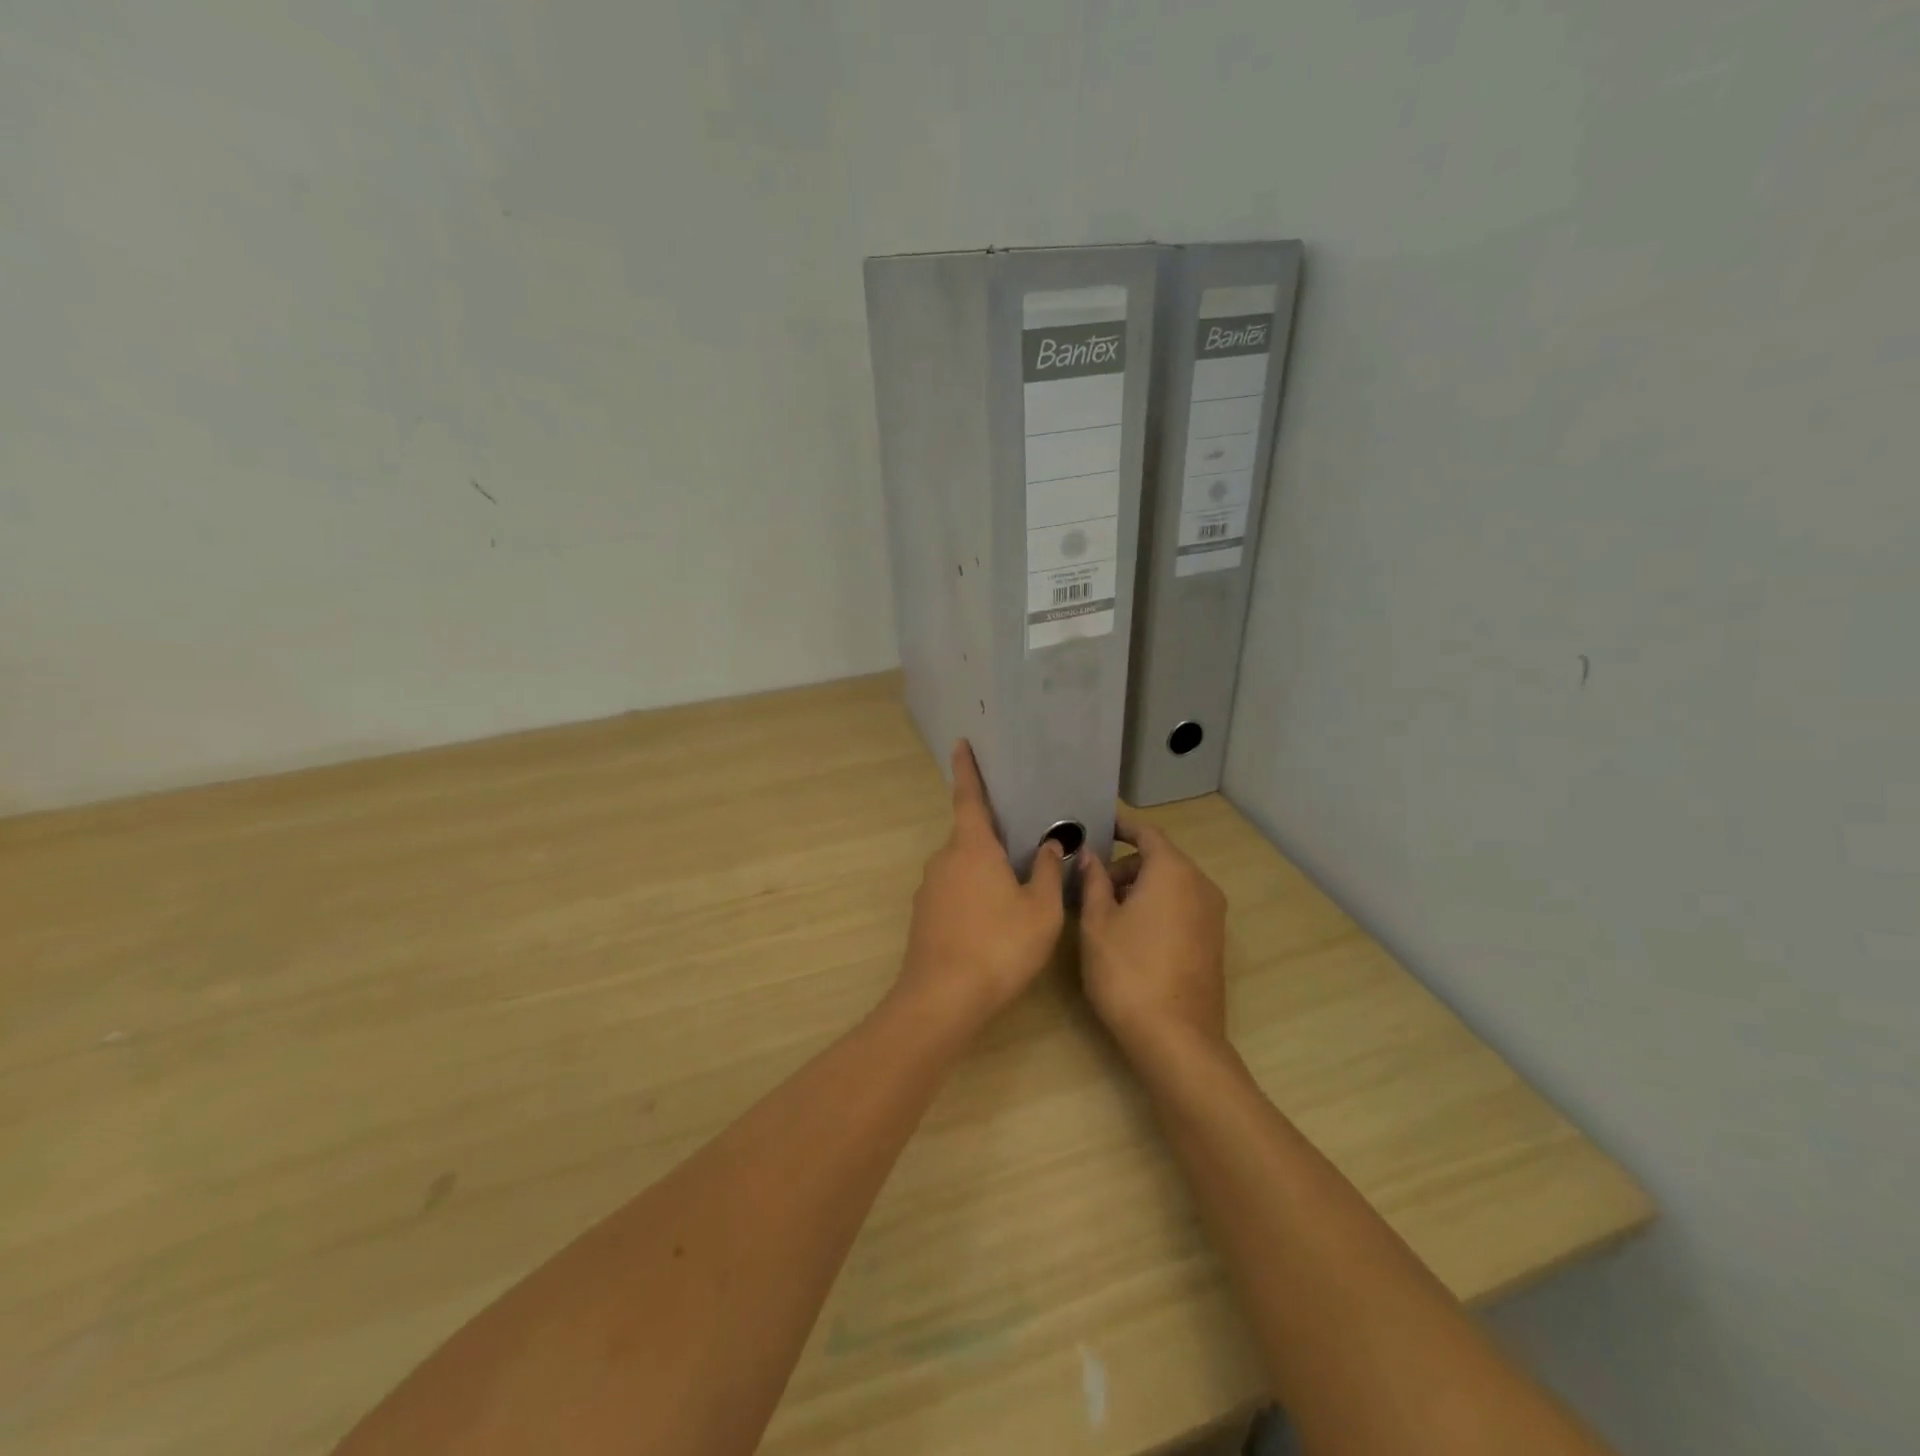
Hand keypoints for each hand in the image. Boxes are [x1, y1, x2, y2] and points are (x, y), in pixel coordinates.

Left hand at [896, 742, 1067, 1032]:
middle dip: (993, 833)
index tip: (961, 743)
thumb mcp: (1041, 911)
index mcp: (972, 848)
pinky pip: (954, 890)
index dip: (966, 769)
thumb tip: (1051, 847)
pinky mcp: (925, 916)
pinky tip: (994, 917)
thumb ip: (1049, 874)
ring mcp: (929, 888)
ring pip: (963, 866)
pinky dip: (974, 892)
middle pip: (970, 834)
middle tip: (1024, 837)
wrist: (942, 1000)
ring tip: (1018, 884)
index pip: (968, 797)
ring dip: (986, 868)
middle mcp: (944, 860)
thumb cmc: (999, 946)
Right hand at [1078, 808, 1228, 1064]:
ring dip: (1140, 889)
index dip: (1121, 827)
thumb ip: (1093, 881)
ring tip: (1106, 915)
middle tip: (1091, 889)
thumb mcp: (1097, 923)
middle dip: (1124, 867)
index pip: (1146, 833)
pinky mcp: (1214, 941)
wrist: (1176, 1039)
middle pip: (1159, 860)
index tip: (1097, 827)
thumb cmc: (1128, 971)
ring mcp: (1212, 915)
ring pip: (1171, 885)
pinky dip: (1157, 907)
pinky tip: (1132, 936)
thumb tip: (1090, 856)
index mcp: (1172, 871)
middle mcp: (1200, 885)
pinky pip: (1182, 907)